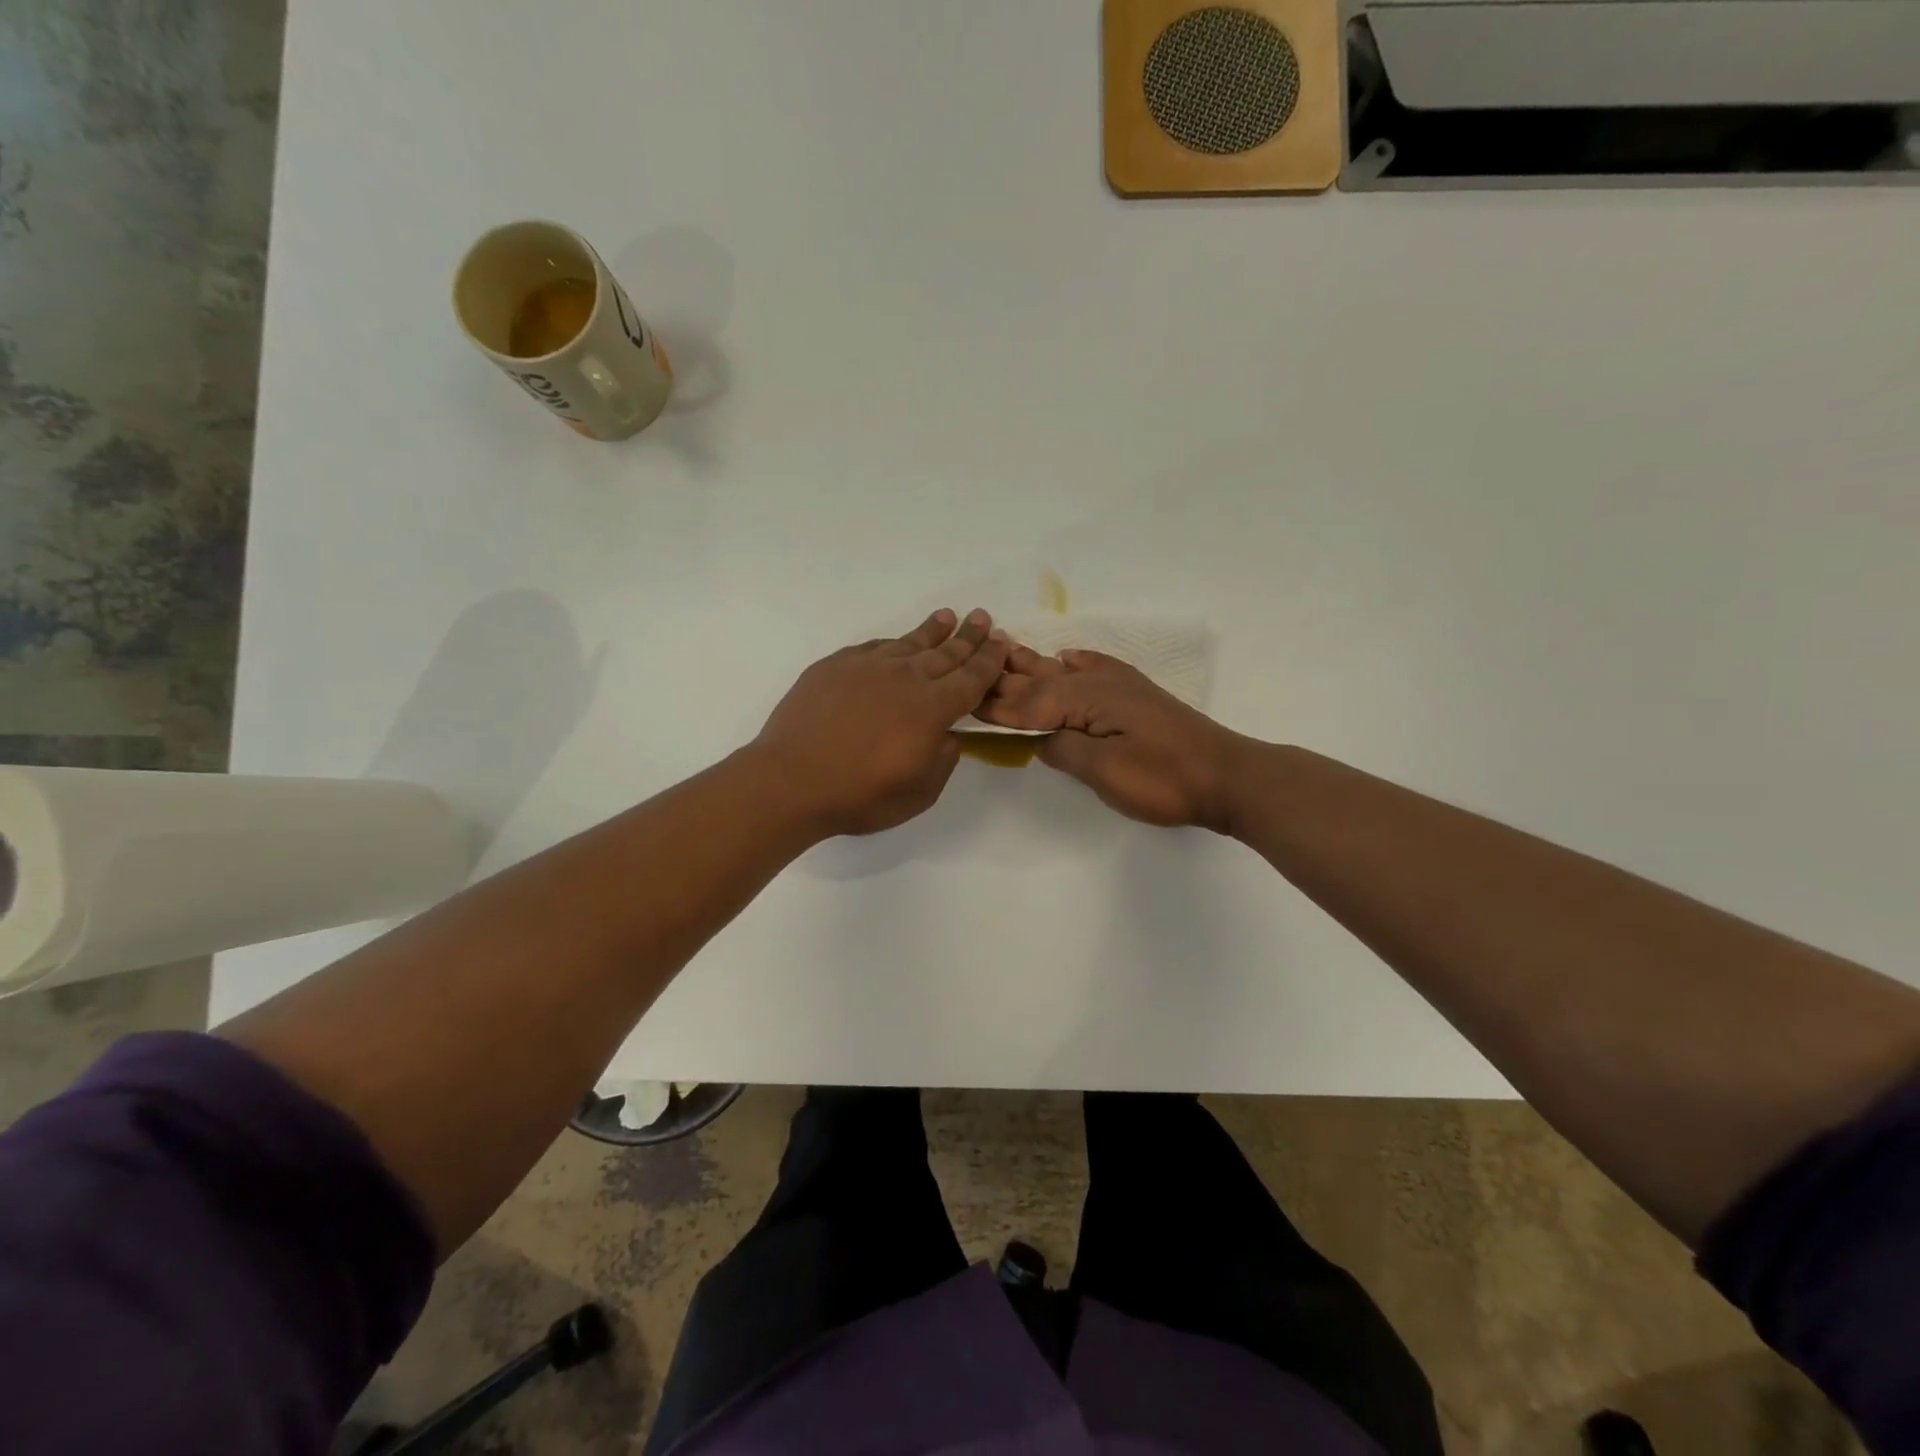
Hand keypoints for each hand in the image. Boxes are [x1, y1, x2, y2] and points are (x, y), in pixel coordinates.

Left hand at [754, 609, 1011, 837]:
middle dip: (968, 636)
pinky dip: (892, 644)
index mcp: (932, 708)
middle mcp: (905, 678)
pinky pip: (873, 648)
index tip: (1002, 642)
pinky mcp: (835, 666)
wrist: (791, 780)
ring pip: (908, 644)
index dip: (990, 659)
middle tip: (982, 617)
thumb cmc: (861, 795)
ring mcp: (867, 667)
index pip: (971, 677)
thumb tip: (945, 734)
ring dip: (932, 631)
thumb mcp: (921, 791)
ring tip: (947, 617)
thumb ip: (943, 758)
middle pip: (945, 653)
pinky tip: (896, 644)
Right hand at [976, 647, 1251, 830]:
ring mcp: (1120, 687)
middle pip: (1041, 680)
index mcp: (1087, 700)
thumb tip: (1041, 738)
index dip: (996, 706)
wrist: (1227, 775)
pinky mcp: (1137, 695)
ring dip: (1032, 663)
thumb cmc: (1164, 779)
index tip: (963, 701)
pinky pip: (1098, 667)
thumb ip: (1066, 750)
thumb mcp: (1107, 772)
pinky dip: (1077, 661)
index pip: (1029, 704)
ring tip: (1003, 647)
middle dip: (1004, 677)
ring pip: (1064, 670)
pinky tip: (1067, 655)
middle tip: (969, 666)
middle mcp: (1099, 684)